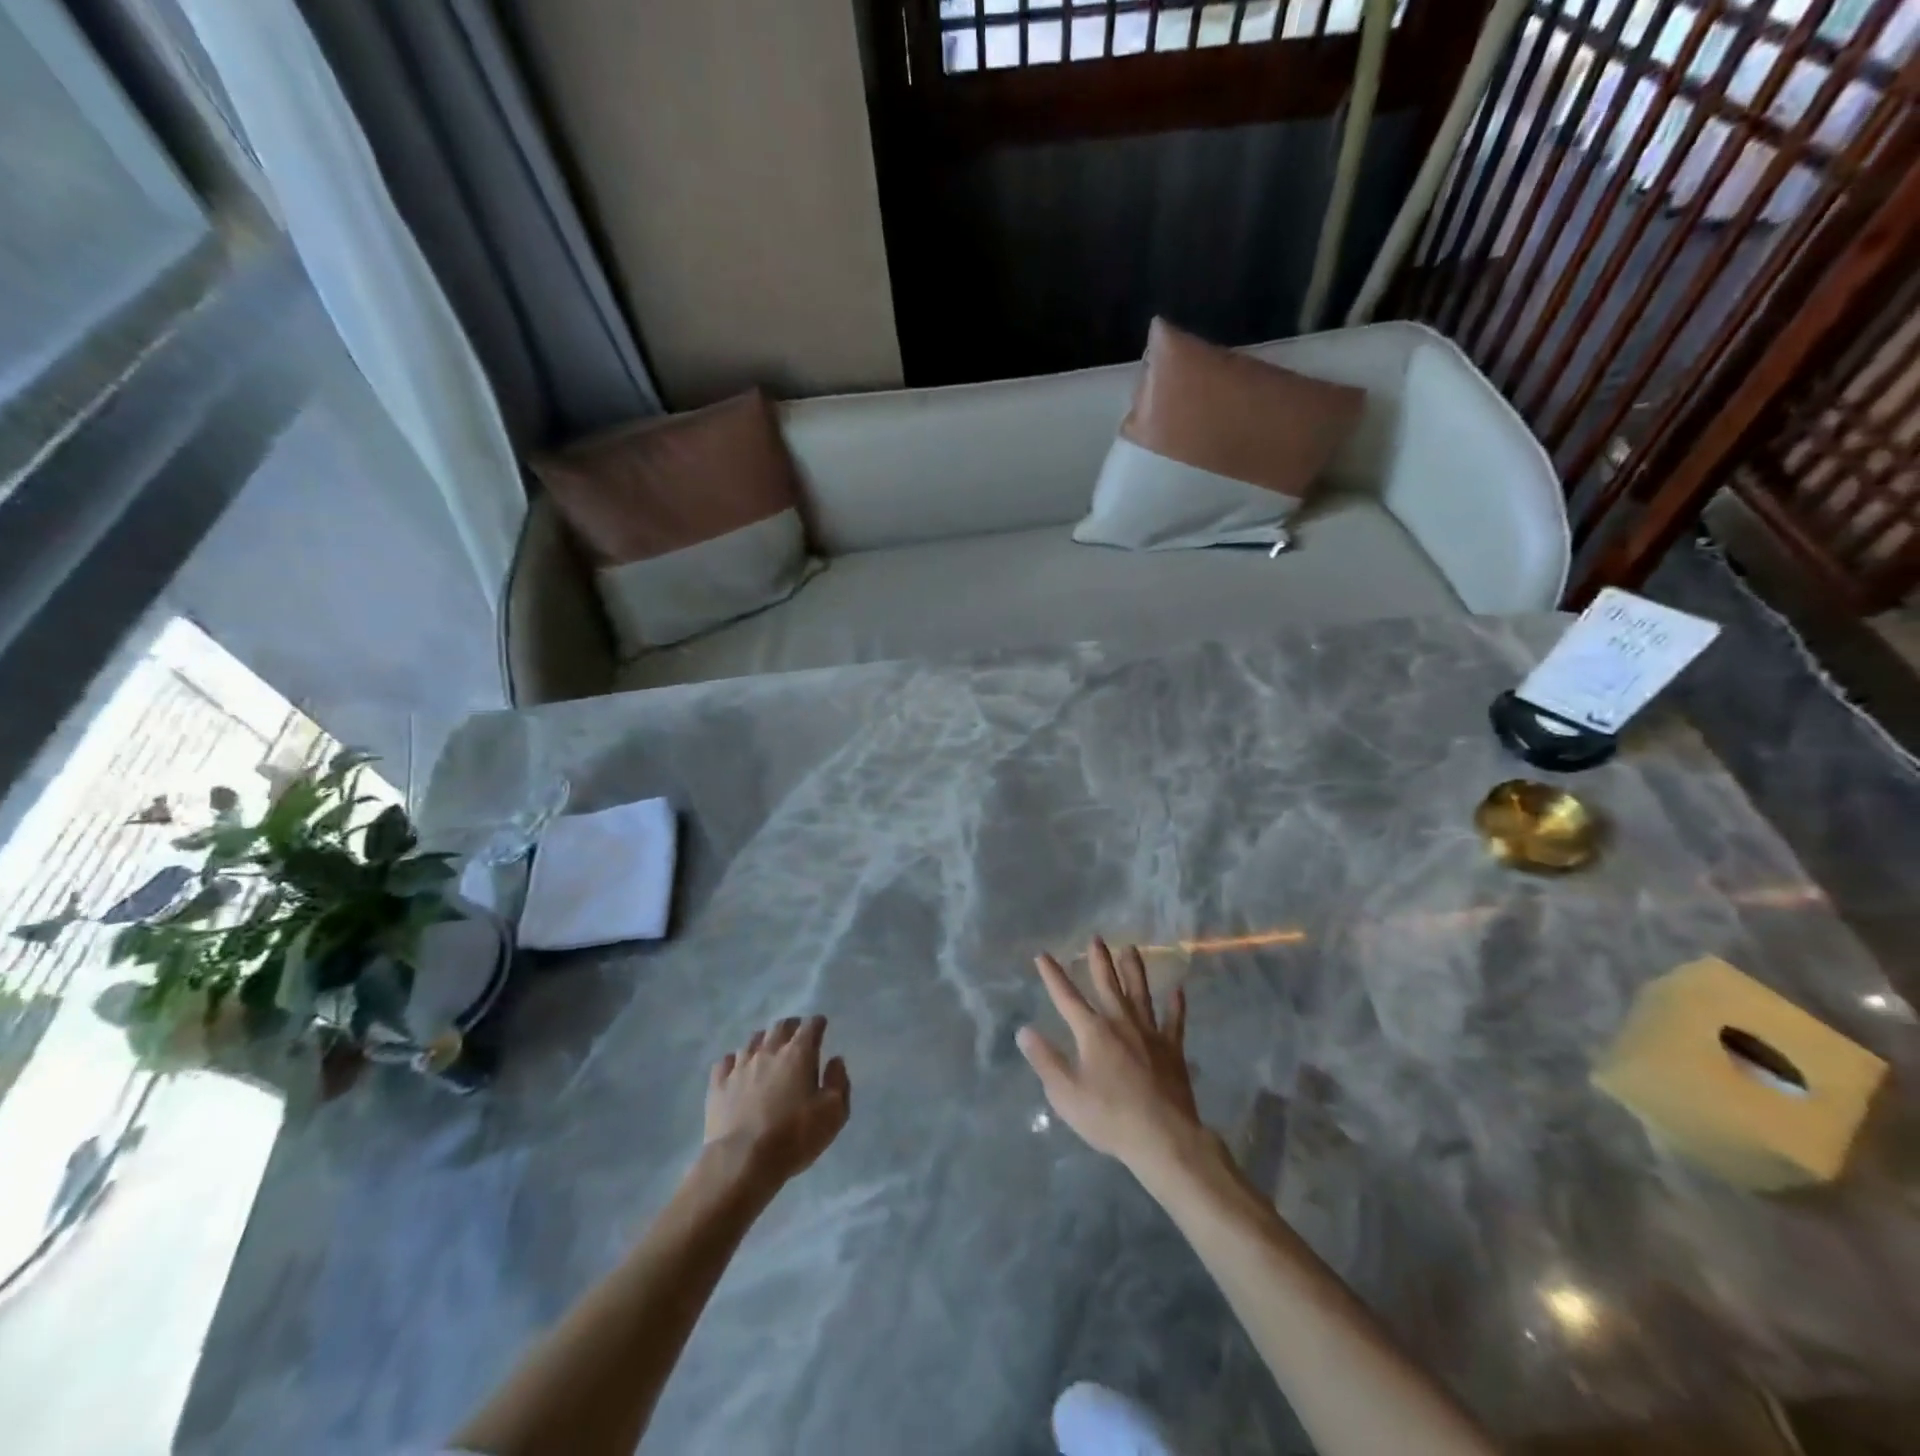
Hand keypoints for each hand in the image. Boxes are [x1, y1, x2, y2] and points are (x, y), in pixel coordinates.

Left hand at [705, 1016, 850, 1185]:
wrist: (742, 1162)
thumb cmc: (793, 1137)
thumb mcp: (833, 1114)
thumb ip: (838, 1083)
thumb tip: (835, 1061)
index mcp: (798, 1055)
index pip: (810, 1026)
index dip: (817, 1023)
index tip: (821, 1026)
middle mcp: (768, 1052)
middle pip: (780, 1026)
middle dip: (791, 1026)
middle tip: (797, 1035)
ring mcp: (740, 1066)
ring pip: (753, 1040)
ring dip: (764, 1041)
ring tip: (768, 1050)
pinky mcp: (718, 1085)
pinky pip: (726, 1062)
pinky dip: (735, 1061)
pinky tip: (738, 1069)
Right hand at [1016, 938, 1201, 1175]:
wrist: (1163, 1137)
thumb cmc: (1109, 1117)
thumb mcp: (1066, 1093)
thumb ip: (1045, 1060)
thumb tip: (1024, 1030)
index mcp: (1092, 1032)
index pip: (1067, 997)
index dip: (1053, 976)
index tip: (1043, 955)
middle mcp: (1121, 1023)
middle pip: (1108, 985)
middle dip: (1099, 961)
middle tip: (1097, 938)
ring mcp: (1150, 1034)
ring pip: (1141, 993)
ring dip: (1134, 970)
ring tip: (1131, 949)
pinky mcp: (1172, 1050)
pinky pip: (1174, 1022)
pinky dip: (1176, 1006)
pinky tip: (1178, 990)